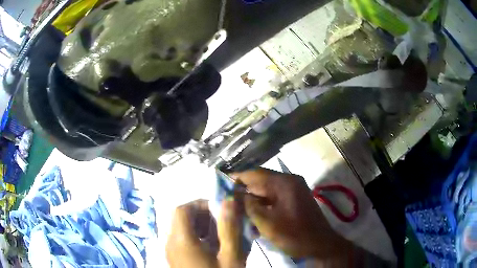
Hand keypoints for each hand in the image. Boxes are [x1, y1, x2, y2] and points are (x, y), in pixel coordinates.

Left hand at [166, 198, 246, 267]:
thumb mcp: (230, 256)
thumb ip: (229, 228)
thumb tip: (228, 201)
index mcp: (181, 240)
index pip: (182, 210)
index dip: (200, 204)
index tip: (220, 210)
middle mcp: (170, 243)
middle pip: (181, 219)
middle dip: (203, 216)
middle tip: (222, 223)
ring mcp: (170, 252)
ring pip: (182, 229)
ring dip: (200, 226)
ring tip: (220, 235)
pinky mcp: (175, 258)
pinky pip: (182, 240)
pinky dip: (196, 237)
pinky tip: (212, 247)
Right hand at [233, 168, 353, 258]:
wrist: (320, 245)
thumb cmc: (295, 235)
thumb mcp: (267, 223)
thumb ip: (249, 206)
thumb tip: (234, 195)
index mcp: (284, 183)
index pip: (254, 173)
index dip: (236, 177)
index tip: (220, 182)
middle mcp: (289, 182)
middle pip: (260, 182)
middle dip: (243, 191)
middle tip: (226, 199)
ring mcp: (293, 191)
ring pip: (265, 191)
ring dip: (252, 200)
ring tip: (237, 209)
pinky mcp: (294, 200)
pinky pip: (273, 199)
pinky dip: (262, 206)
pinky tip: (252, 216)